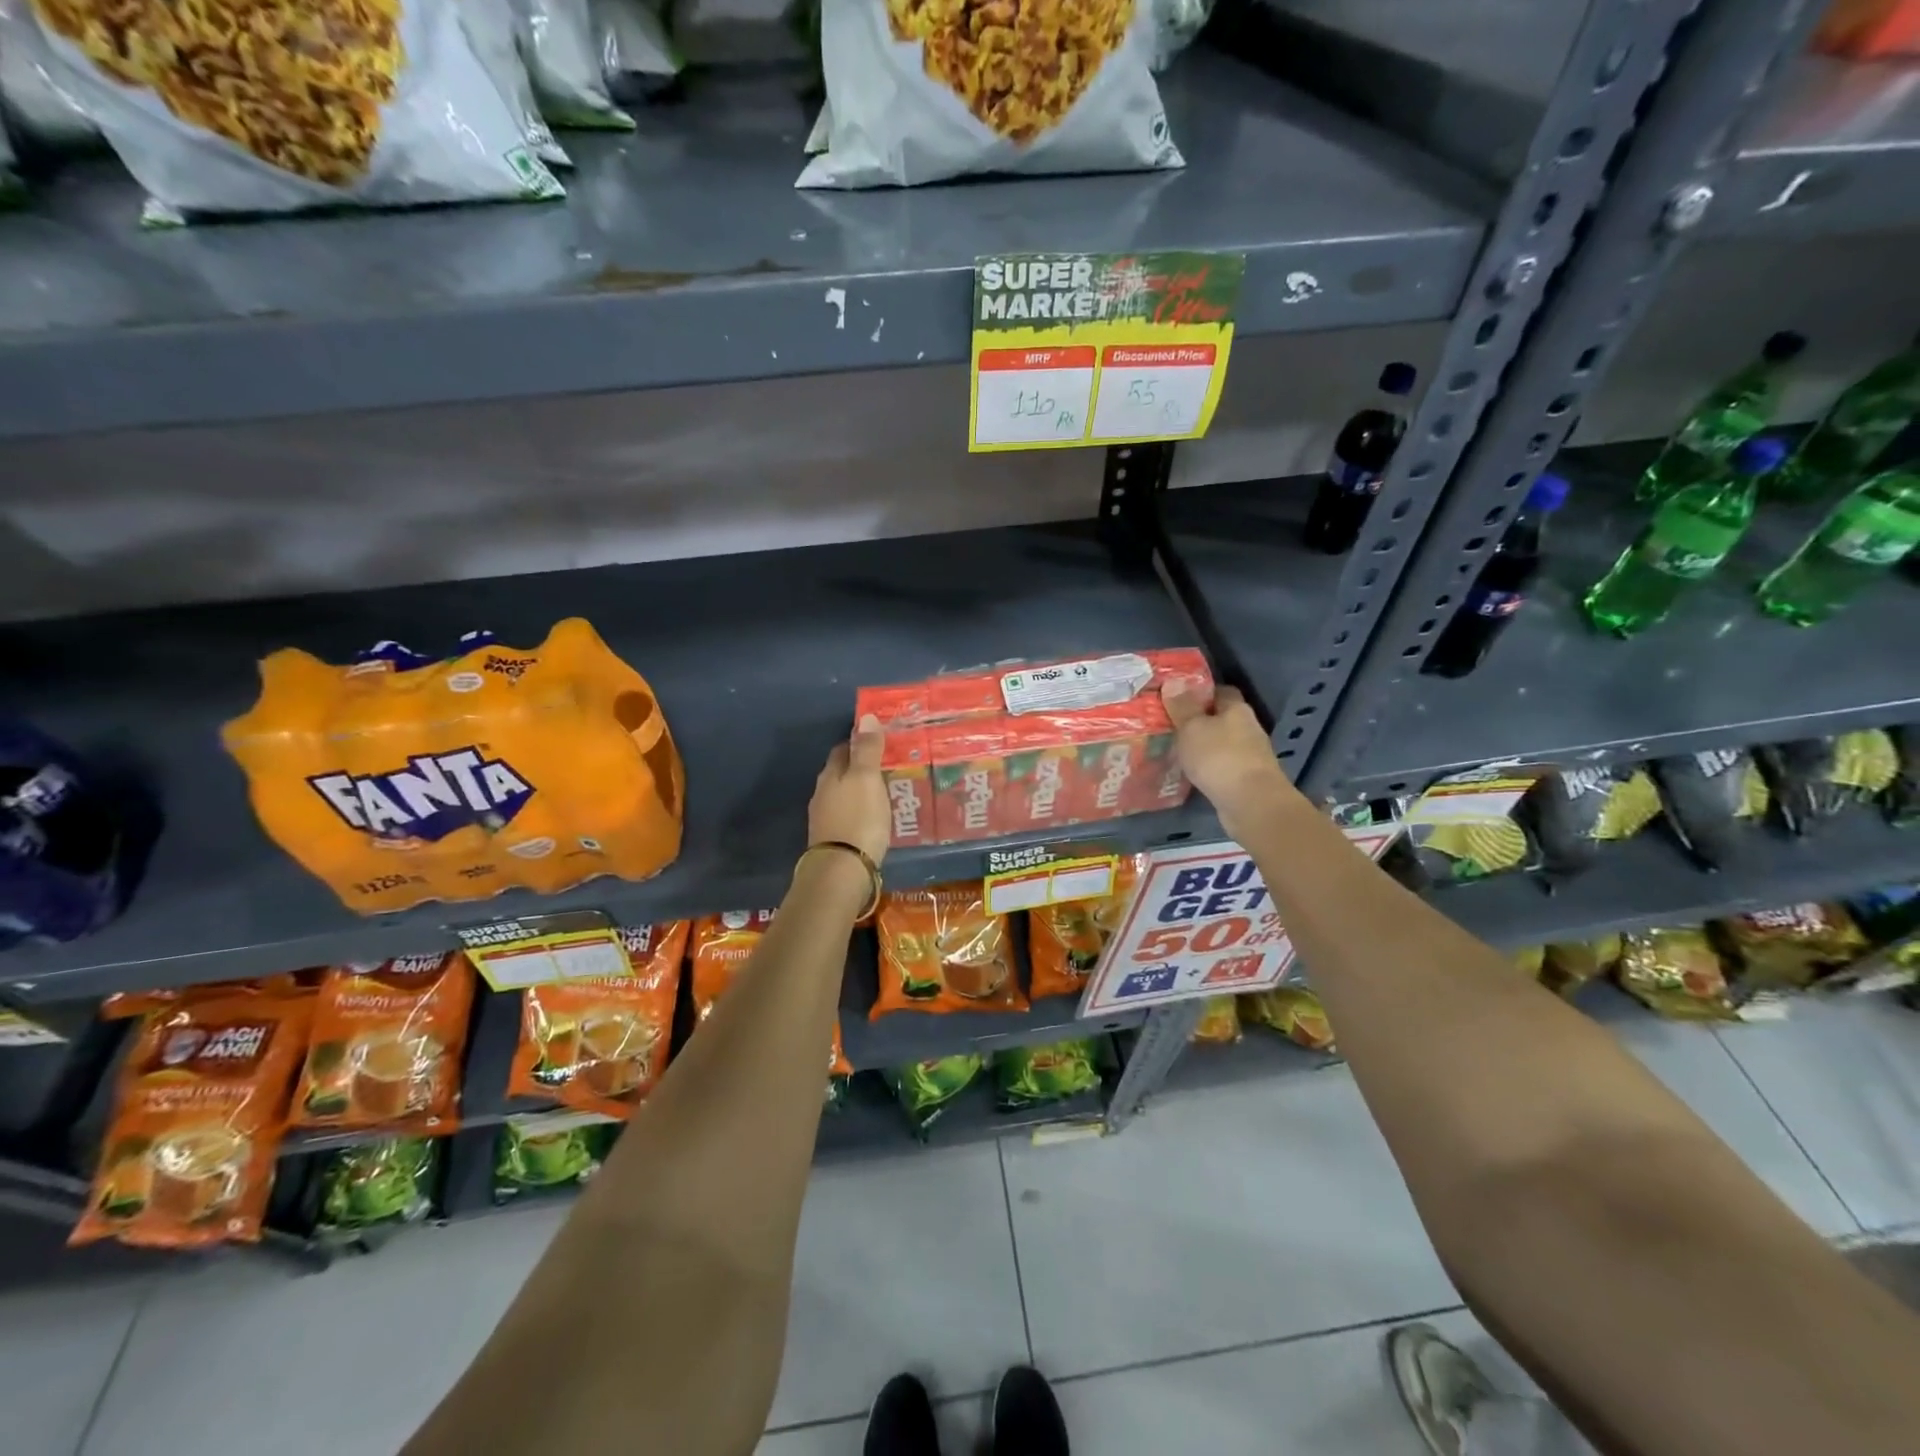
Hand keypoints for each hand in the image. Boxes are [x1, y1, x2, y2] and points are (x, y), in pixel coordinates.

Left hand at [808, 714, 891, 864]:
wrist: (841, 869)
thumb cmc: (858, 818)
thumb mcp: (867, 779)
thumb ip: (867, 749)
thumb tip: (865, 716)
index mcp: (830, 774)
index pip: (843, 748)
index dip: (859, 742)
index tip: (878, 741)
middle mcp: (822, 793)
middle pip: (841, 772)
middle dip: (860, 767)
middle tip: (886, 766)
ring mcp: (825, 818)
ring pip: (843, 795)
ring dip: (859, 791)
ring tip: (883, 791)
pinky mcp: (832, 839)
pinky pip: (847, 815)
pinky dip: (859, 811)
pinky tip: (872, 817)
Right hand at [1161, 682, 1297, 830]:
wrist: (1251, 803)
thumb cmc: (1219, 757)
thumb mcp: (1192, 727)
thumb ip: (1182, 706)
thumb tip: (1173, 681)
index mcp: (1237, 709)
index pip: (1221, 691)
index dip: (1200, 692)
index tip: (1178, 698)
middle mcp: (1248, 728)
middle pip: (1222, 718)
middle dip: (1200, 721)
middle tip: (1171, 725)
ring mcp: (1250, 755)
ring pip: (1222, 743)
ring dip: (1204, 746)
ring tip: (1176, 750)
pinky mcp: (1246, 779)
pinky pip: (1223, 766)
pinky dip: (1208, 767)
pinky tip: (1191, 773)